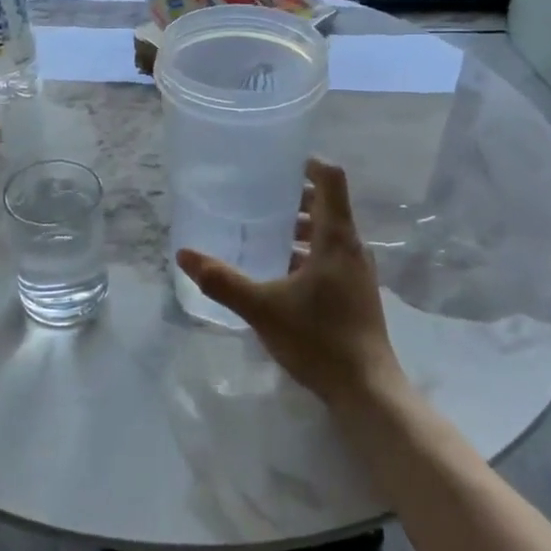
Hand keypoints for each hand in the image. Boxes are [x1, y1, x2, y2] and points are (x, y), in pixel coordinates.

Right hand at [176, 159, 404, 408]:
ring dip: (300, 227)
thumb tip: (183, 254)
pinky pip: (331, 257)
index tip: (278, 160)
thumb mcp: (262, 308)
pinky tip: (279, 272)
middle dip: (294, 197)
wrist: (366, 390)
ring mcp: (358, 272)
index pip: (331, 180)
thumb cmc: (318, 339)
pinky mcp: (356, 293)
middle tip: (258, 196)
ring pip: (329, 234)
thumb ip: (222, 280)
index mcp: (336, 238)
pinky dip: (307, 252)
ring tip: (263, 232)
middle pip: (328, 205)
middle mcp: (352, 248)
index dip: (308, 163)